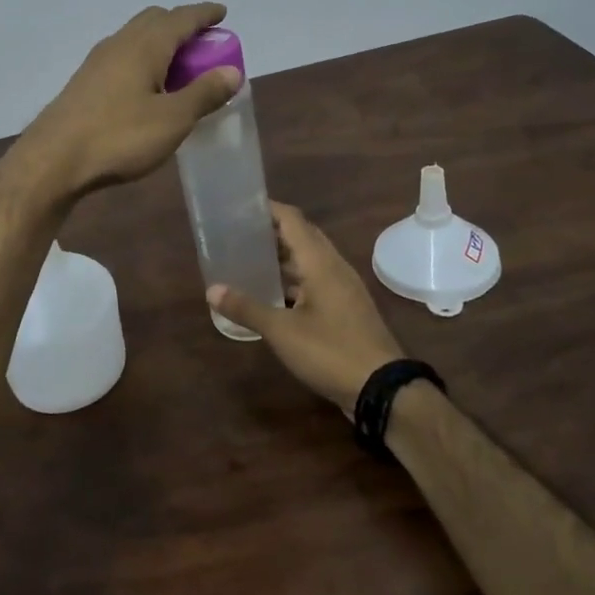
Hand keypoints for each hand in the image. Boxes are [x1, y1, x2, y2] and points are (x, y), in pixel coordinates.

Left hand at [10, 3, 241, 199]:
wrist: (53, 160)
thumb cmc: (119, 137)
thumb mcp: (172, 120)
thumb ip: (204, 94)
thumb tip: (233, 70)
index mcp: (145, 46)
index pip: (181, 18)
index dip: (204, 14)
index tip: (221, 13)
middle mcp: (119, 44)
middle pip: (154, 20)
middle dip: (180, 25)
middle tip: (202, 44)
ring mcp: (97, 62)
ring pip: (134, 38)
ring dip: (159, 43)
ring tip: (177, 67)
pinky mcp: (84, 82)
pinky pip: (121, 57)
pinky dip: (142, 60)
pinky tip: (145, 87)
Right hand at [209, 202, 404, 413]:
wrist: (382, 389)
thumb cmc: (331, 351)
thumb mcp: (282, 331)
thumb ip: (247, 308)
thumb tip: (212, 290)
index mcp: (321, 263)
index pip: (293, 220)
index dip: (268, 209)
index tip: (240, 206)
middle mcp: (334, 268)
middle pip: (302, 237)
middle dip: (272, 231)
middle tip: (238, 232)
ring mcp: (342, 289)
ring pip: (309, 261)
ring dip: (282, 257)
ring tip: (248, 258)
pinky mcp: (345, 309)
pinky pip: (315, 282)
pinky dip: (293, 280)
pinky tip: (272, 293)